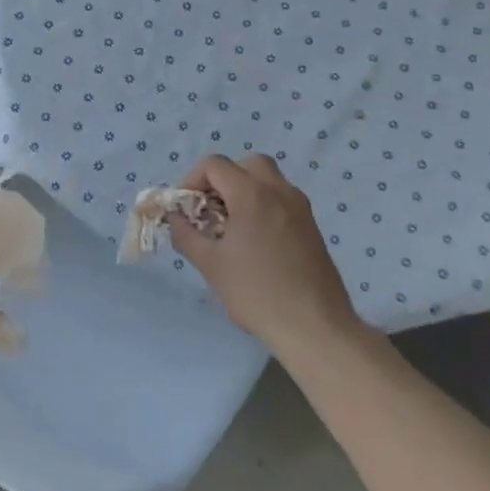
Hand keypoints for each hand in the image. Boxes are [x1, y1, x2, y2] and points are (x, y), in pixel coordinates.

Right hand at [168, 154, 361, 351]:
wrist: (314, 326)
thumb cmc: (256, 292)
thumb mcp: (209, 264)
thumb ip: (185, 234)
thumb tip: (175, 217)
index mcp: (252, 194)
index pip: (214, 165)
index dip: (192, 180)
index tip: (187, 209)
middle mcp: (279, 191)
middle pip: (246, 164)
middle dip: (223, 180)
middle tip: (210, 210)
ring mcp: (300, 207)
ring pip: (268, 180)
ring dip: (244, 191)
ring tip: (231, 228)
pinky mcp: (312, 226)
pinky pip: (282, 200)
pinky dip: (263, 206)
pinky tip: (255, 243)